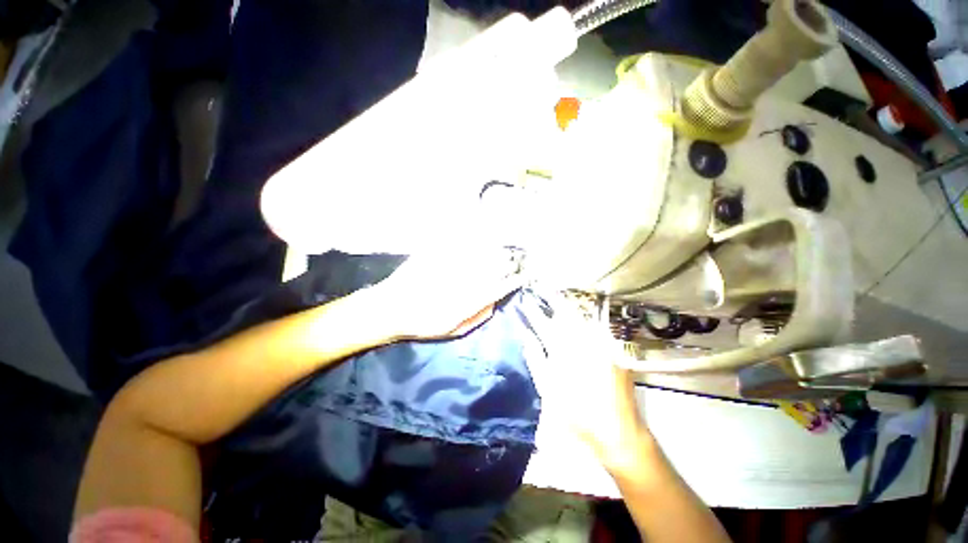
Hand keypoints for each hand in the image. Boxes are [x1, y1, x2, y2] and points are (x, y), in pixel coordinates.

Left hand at [369, 246, 523, 340]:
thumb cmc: (422, 324)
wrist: (390, 308)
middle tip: (516, 259)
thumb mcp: (451, 331)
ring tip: (504, 249)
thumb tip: (494, 303)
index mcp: (465, 304)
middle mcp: (460, 284)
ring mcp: (448, 268)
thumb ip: (476, 318)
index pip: (496, 290)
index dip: (511, 282)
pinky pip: (459, 247)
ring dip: (494, 251)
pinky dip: (473, 243)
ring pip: (478, 256)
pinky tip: (481, 240)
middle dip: (507, 263)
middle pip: (490, 270)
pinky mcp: (436, 256)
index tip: (522, 276)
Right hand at [521, 293, 652, 472]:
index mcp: (564, 354)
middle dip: (554, 298)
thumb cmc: (577, 416)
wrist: (619, 433)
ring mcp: (601, 346)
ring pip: (582, 319)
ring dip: (568, 308)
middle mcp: (584, 344)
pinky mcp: (613, 351)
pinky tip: (579, 320)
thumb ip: (536, 359)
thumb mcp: (548, 390)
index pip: (544, 324)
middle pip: (566, 314)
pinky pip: (596, 329)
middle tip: (544, 287)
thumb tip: (527, 336)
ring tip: (558, 298)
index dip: (534, 311)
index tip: (526, 299)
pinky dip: (584, 321)